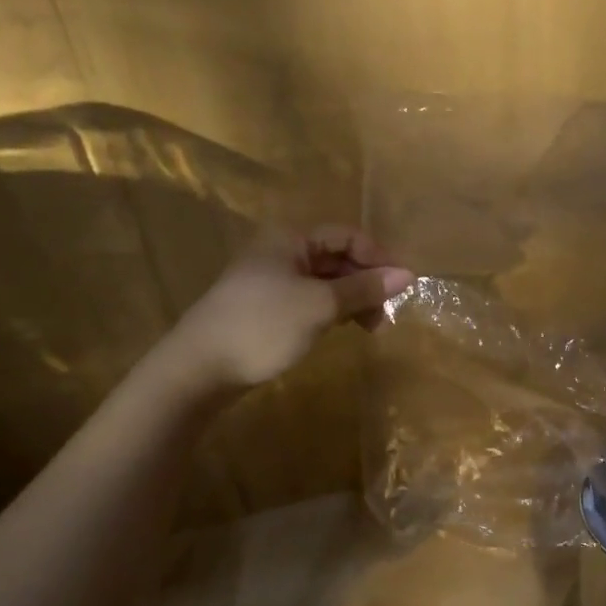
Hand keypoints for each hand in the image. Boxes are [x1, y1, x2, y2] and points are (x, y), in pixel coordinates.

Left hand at [164, 226, 414, 390]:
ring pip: (325, 282)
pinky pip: (309, 300)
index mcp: (290, 239)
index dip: (378, 258)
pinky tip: (342, 330)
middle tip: (386, 316)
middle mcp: (280, 252)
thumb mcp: (320, 305)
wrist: (198, 369)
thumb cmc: (263, 326)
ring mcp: (270, 282)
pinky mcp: (265, 309)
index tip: (401, 288)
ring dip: (352, 300)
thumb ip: (364, 289)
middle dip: (367, 283)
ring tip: (370, 329)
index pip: (348, 236)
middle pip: (337, 258)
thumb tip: (408, 275)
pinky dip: (332, 312)